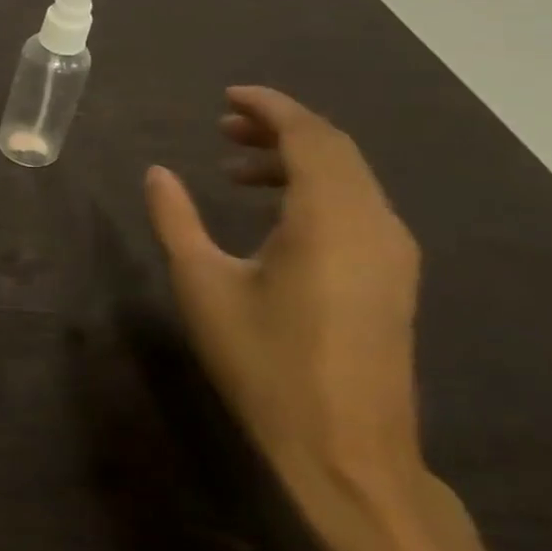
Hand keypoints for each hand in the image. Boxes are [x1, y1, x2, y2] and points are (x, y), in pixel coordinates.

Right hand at [144, 87, 428, 535]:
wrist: (348, 454)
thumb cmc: (267, 364)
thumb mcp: (203, 286)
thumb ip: (177, 220)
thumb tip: (158, 173)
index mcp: (332, 219)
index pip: (309, 136)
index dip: (270, 106)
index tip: (228, 96)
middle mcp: (375, 224)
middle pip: (334, 149)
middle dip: (279, 128)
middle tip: (222, 127)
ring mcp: (392, 253)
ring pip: (349, 177)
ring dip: (295, 159)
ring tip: (235, 169)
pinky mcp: (393, 278)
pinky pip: (357, 206)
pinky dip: (314, 189)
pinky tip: (272, 213)